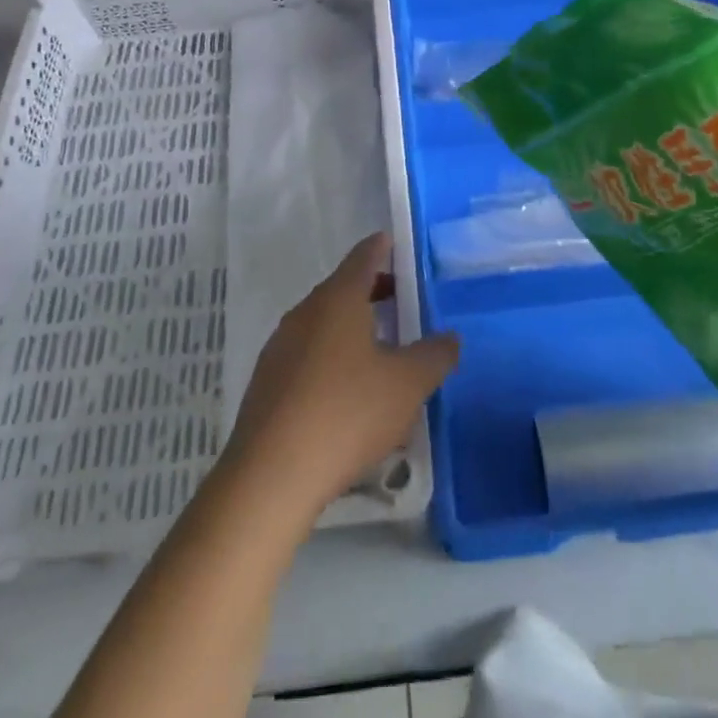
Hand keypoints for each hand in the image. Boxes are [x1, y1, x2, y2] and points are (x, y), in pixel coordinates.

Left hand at [224, 232, 458, 522]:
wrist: (271, 475)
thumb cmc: (347, 413)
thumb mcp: (407, 385)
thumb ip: (435, 356)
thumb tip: (450, 337)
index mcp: (338, 299)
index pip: (363, 257)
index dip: (382, 248)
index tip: (394, 243)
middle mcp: (305, 313)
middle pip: (342, 289)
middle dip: (372, 291)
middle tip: (401, 299)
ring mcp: (280, 347)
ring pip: (323, 324)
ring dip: (352, 328)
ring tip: (381, 350)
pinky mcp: (267, 383)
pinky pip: (307, 356)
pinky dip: (332, 358)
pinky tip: (348, 392)